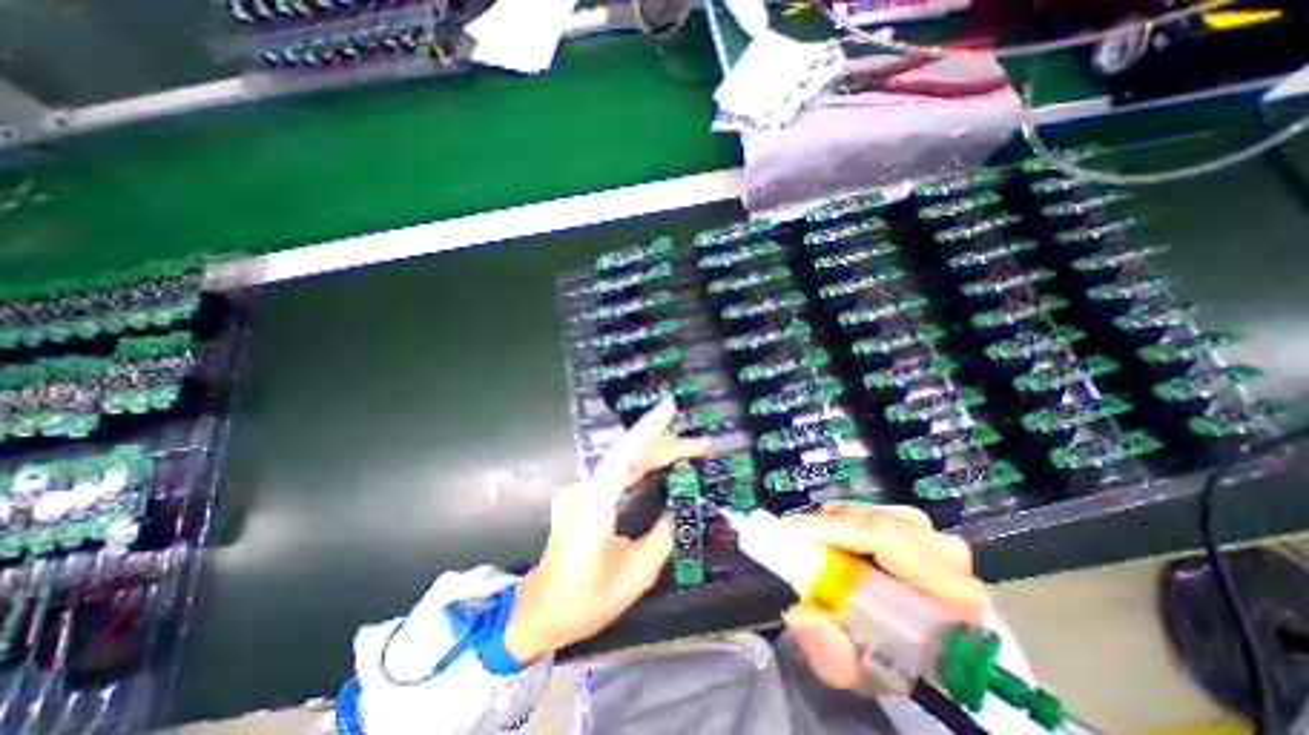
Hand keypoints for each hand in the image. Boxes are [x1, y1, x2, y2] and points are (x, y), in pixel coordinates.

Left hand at [502, 400, 711, 662]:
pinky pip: (615, 472)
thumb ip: (663, 537)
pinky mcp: (581, 495)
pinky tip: (662, 464)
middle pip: (627, 457)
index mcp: (592, 512)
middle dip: (666, 446)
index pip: (622, 459)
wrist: (539, 612)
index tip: (670, 408)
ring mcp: (578, 491)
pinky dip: (642, 464)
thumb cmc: (585, 602)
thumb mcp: (635, 576)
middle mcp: (582, 492)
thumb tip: (686, 505)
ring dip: (657, 453)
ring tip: (691, 452)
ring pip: (622, 462)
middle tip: (702, 446)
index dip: (646, 430)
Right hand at [780, 503, 986, 690]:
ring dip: (835, 522)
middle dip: (827, 526)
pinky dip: (845, 518)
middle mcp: (948, 555)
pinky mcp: (922, 526)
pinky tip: (835, 537)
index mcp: (951, 595)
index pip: (886, 539)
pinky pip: (873, 508)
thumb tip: (797, 615)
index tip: (793, 533)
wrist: (928, 653)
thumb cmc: (897, 665)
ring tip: (813, 542)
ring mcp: (936, 536)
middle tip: (792, 537)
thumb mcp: (861, 672)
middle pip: (875, 521)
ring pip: (871, 511)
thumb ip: (831, 653)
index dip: (835, 529)